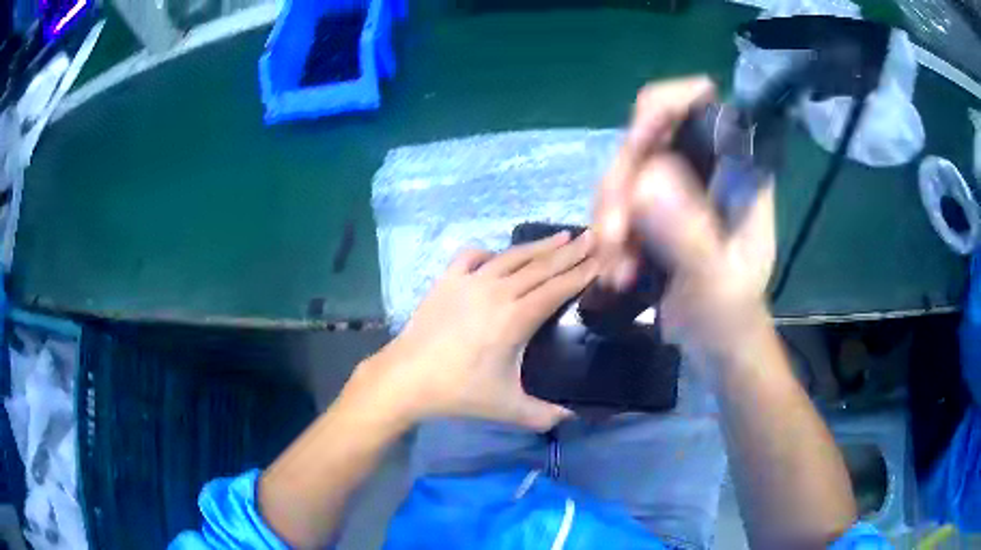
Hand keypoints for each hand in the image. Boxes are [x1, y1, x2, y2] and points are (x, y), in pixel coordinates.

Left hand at [358, 232, 597, 430]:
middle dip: (570, 252)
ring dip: (539, 246)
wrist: (407, 378)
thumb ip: (543, 415)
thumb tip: (571, 417)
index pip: (557, 288)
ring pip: (512, 256)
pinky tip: (496, 256)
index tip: (600, 259)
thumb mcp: (507, 408)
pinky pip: (472, 256)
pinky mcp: (447, 280)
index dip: (581, 273)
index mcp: (516, 318)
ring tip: (561, 236)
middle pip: (541, 266)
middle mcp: (497, 291)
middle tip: (591, 236)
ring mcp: (469, 281)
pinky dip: (489, 252)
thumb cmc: (459, 392)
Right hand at [593, 76, 775, 360]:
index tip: (637, 146)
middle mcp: (702, 165)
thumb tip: (644, 181)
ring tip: (616, 271)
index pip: (699, 104)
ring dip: (609, 220)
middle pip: (644, 138)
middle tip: (613, 239)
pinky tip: (615, 273)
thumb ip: (689, 235)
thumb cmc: (731, 315)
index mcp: (735, 169)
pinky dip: (607, 238)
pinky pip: (614, 204)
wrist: (717, 343)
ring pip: (622, 173)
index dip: (663, 108)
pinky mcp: (653, 209)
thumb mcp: (718, 282)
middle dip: (620, 187)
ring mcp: (675, 185)